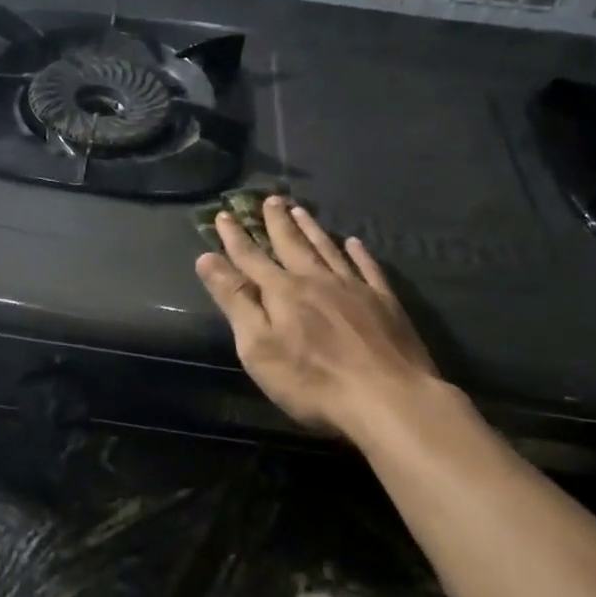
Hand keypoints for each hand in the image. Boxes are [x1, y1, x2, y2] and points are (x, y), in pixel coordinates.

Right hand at [195, 196, 438, 437]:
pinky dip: (358, 253)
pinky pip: (368, 268)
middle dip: (276, 222)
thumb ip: (234, 300)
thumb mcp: (258, 346)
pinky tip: (355, 243)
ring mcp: (354, 289)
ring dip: (312, 229)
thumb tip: (207, 258)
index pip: (250, 257)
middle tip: (269, 199)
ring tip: (301, 210)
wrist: (388, 398)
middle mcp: (316, 280)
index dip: (234, 237)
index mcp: (282, 291)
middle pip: (292, 244)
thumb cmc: (312, 380)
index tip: (223, 214)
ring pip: (328, 249)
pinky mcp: (385, 303)